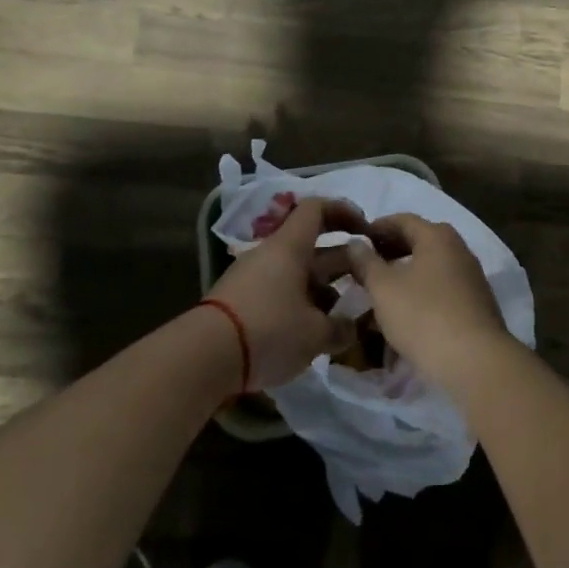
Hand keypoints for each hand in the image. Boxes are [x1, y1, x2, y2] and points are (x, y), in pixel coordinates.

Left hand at [207, 197, 362, 389]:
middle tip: (366, 280)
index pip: (317, 209)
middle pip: (311, 245)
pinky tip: (313, 332)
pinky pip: (280, 292)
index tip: (366, 229)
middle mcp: (271, 255)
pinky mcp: (241, 302)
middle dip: (342, 261)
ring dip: (323, 288)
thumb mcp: (315, 334)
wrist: (202, 358)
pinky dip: (301, 304)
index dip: (343, 211)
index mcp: (290, 247)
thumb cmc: (268, 330)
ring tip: (344, 315)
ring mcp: (252, 278)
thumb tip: (353, 327)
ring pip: (297, 273)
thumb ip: (341, 328)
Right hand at [344, 214, 511, 389]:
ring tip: (380, 293)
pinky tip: (405, 314)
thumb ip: (367, 262)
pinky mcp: (475, 304)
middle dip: (390, 252)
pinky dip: (420, 294)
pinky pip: (441, 290)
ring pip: (430, 268)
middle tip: (365, 268)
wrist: (474, 361)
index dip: (376, 227)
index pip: (402, 220)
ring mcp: (471, 277)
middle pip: (419, 242)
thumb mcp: (384, 288)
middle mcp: (459, 249)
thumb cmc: (423, 316)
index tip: (356, 241)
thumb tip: (356, 243)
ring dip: (404, 275)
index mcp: (438, 236)